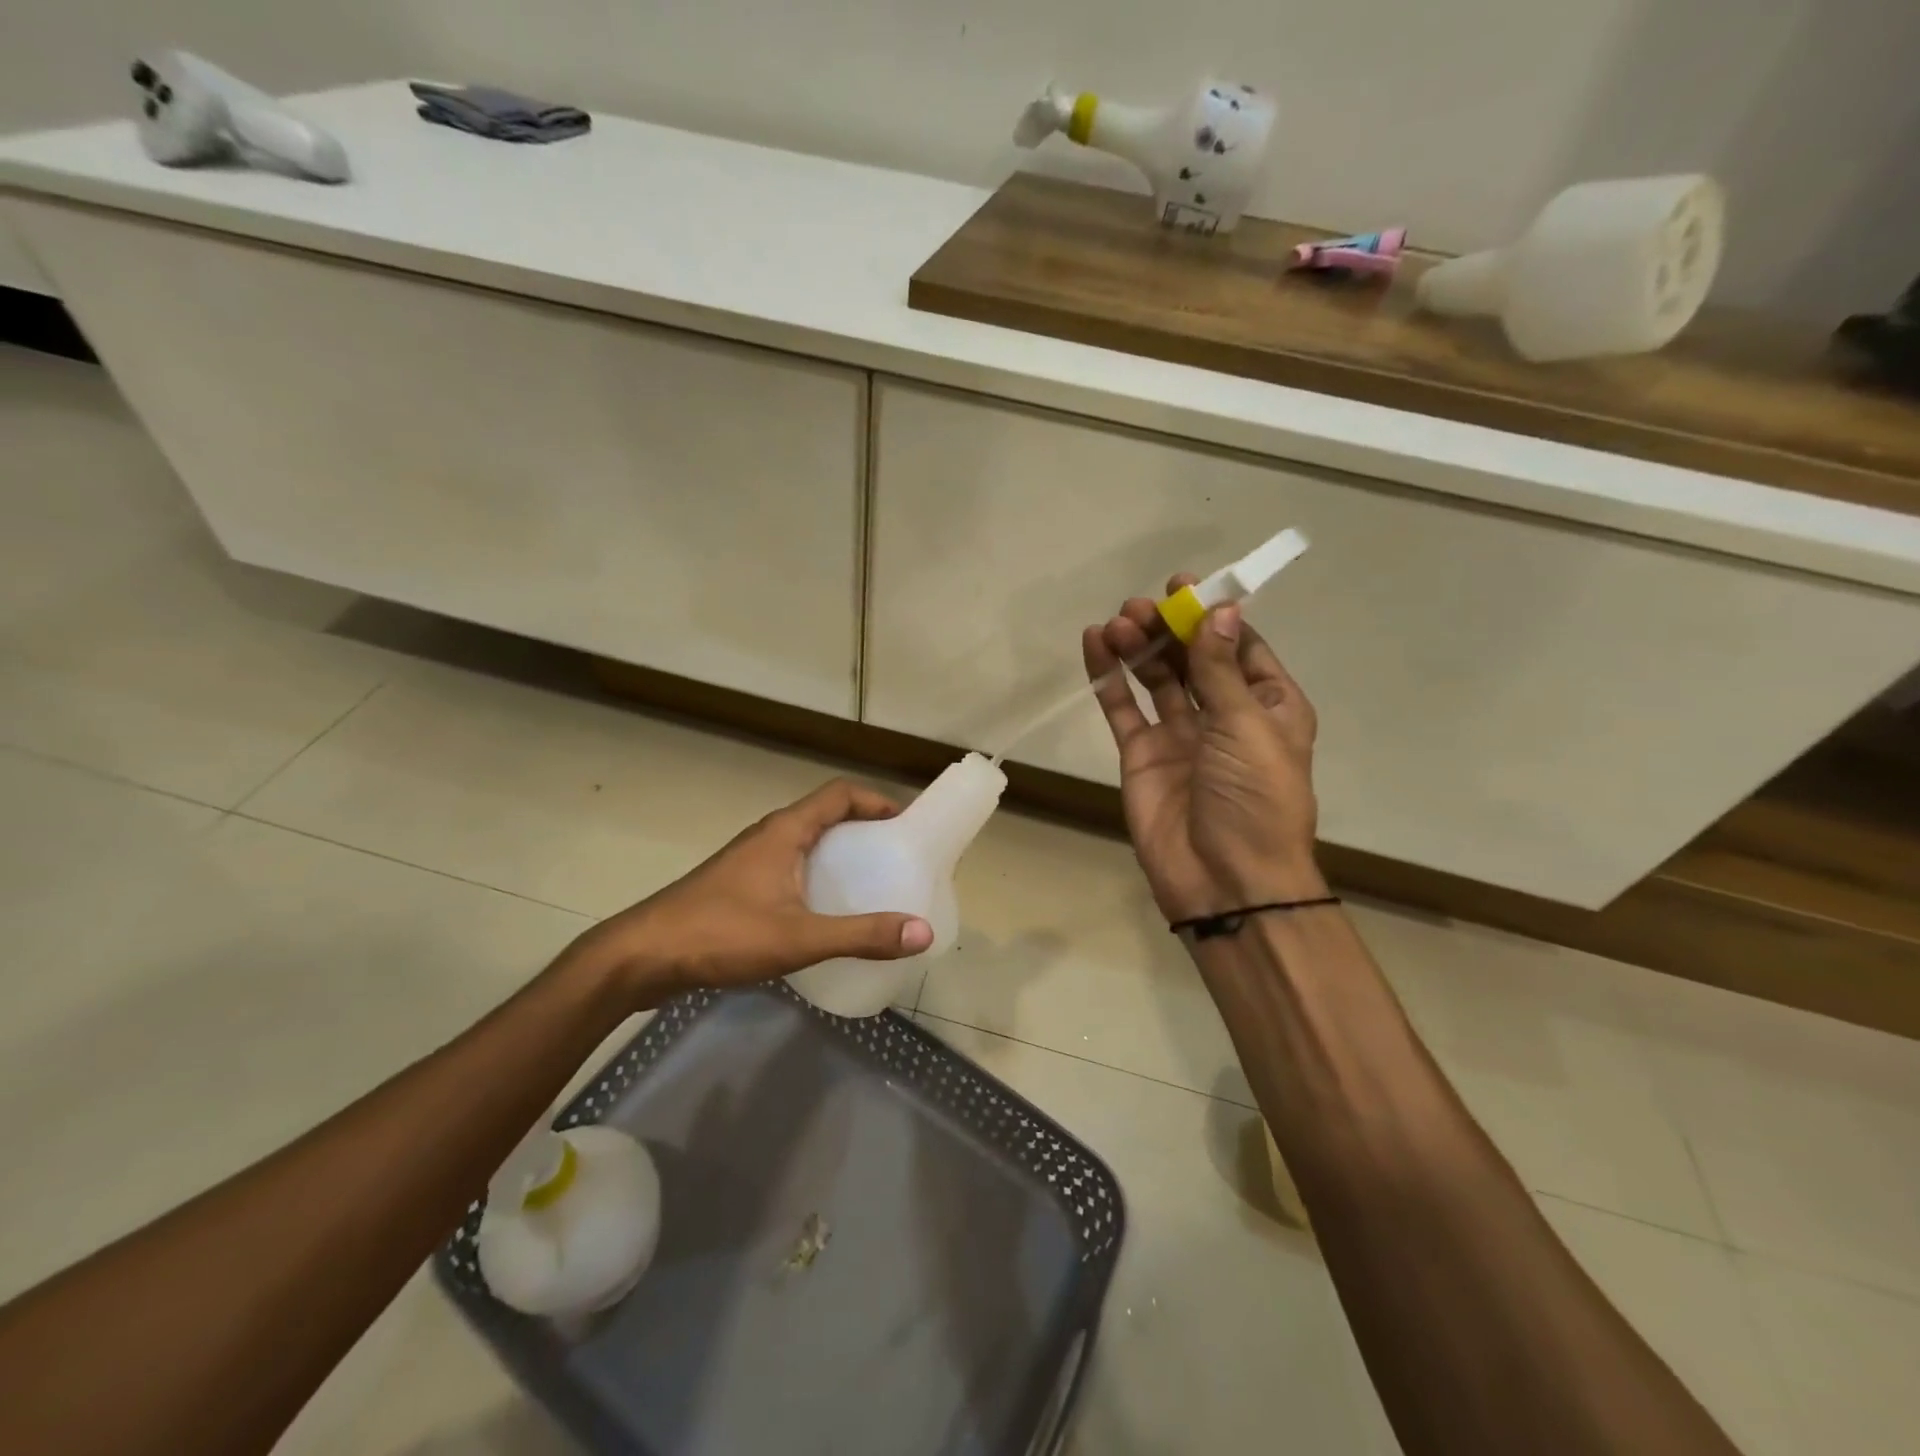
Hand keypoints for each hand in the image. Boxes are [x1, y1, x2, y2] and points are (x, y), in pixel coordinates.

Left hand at [568, 779, 934, 1004]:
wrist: (642, 956)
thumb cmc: (722, 933)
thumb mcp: (799, 937)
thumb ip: (861, 934)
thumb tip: (922, 931)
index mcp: (785, 830)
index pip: (840, 794)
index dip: (877, 801)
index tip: (907, 824)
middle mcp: (769, 836)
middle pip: (826, 816)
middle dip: (865, 830)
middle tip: (897, 859)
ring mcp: (750, 861)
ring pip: (806, 844)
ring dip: (840, 855)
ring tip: (871, 887)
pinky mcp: (738, 887)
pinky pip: (790, 869)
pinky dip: (817, 879)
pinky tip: (825, 915)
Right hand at [1084, 578, 1324, 920]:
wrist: (1226, 880)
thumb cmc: (1256, 798)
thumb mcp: (1248, 726)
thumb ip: (1221, 669)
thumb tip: (1220, 609)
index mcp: (1267, 706)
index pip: (1240, 648)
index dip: (1213, 617)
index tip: (1185, 587)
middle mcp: (1223, 716)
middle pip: (1192, 658)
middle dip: (1169, 628)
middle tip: (1141, 606)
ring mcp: (1179, 736)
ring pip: (1155, 678)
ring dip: (1138, 646)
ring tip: (1117, 622)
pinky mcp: (1141, 755)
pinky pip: (1122, 708)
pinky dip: (1108, 677)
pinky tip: (1094, 645)